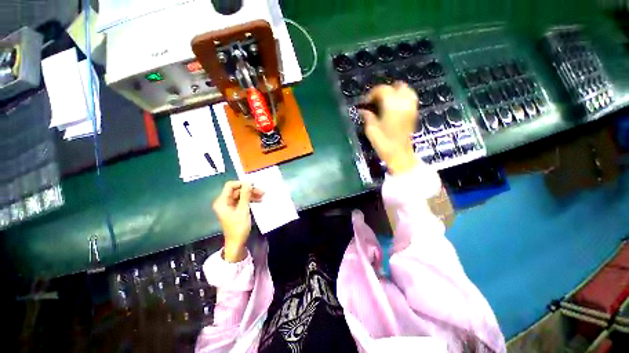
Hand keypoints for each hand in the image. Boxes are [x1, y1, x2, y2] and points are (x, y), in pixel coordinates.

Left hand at [213, 181, 263, 261]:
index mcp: (222, 201)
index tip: (253, 185)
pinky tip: (259, 201)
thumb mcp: (243, 210)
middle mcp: (224, 202)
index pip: (230, 186)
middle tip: (262, 191)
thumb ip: (245, 195)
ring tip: (262, 196)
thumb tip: (248, 183)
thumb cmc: (238, 227)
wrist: (237, 243)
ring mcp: (230, 206)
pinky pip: (242, 201)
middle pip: (237, 191)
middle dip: (249, 190)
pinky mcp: (235, 210)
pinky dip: (250, 200)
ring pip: (241, 196)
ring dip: (251, 195)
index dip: (242, 184)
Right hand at [360, 82, 418, 174]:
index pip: (382, 90)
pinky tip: (393, 107)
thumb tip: (362, 110)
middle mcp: (404, 102)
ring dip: (394, 93)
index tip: (364, 103)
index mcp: (392, 105)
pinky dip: (401, 98)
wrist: (399, 154)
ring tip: (384, 103)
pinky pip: (410, 98)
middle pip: (396, 86)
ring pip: (406, 90)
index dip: (371, 94)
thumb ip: (367, 116)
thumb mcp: (371, 129)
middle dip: (384, 91)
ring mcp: (411, 107)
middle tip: (375, 101)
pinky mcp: (414, 113)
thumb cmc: (383, 142)